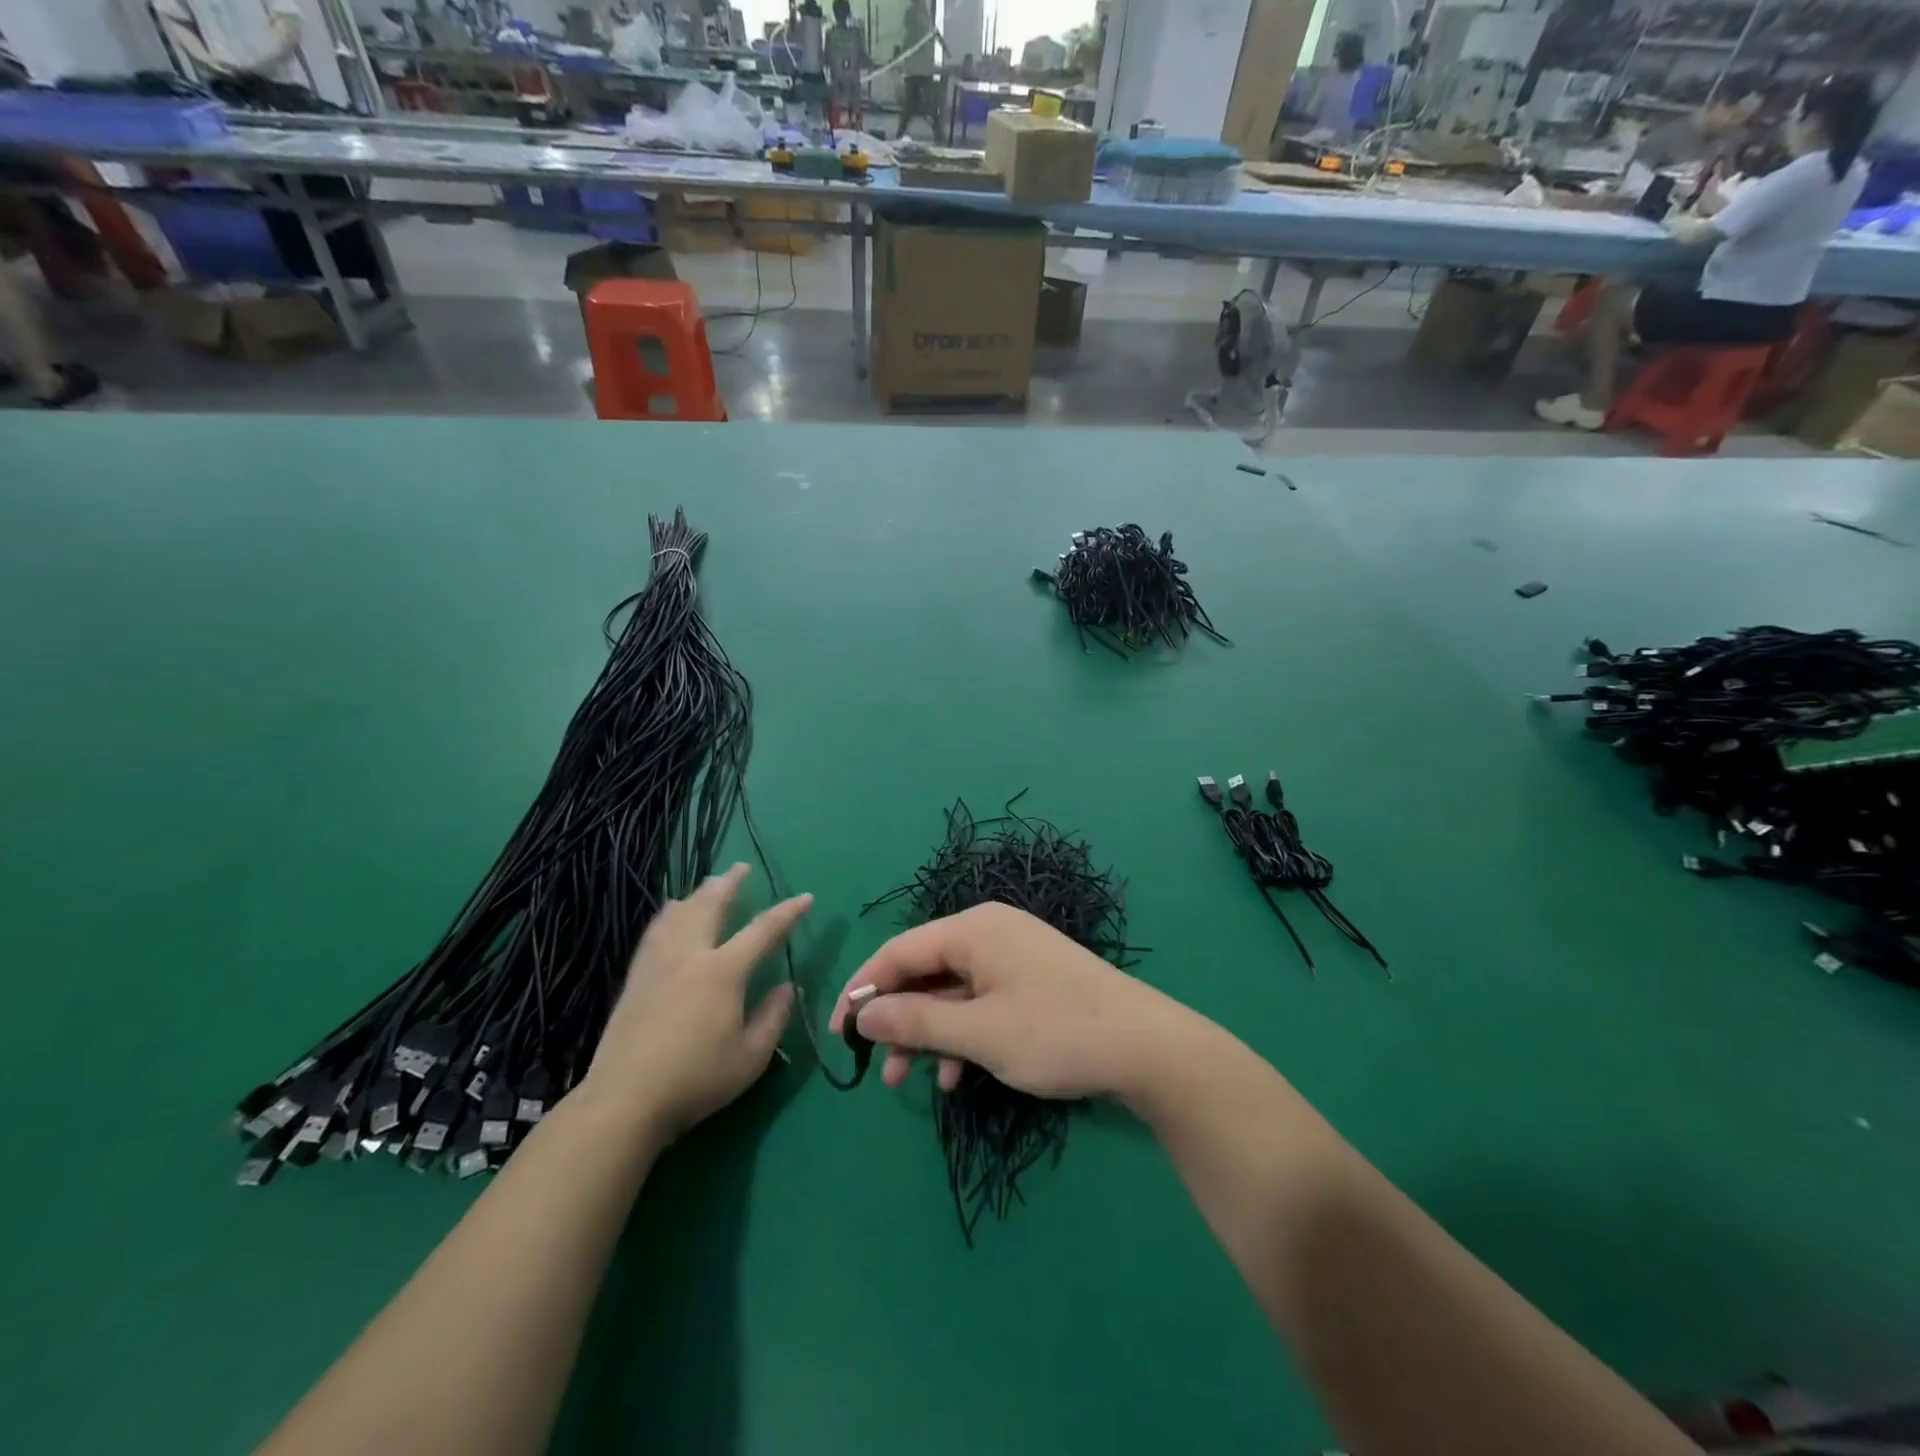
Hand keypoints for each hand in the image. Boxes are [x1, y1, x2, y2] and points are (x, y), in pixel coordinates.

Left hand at [583, 863, 806, 1138]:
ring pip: (679, 914)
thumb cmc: (696, 1079)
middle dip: (729, 884)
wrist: (625, 1100)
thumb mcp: (750, 1057)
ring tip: (707, 884)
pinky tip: (668, 914)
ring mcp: (658, 964)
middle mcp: (690, 956)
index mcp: (723, 971)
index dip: (787, 912)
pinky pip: (654, 932)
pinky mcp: (636, 978)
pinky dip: (668, 915)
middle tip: (741, 867)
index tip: (805, 897)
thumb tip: (788, 987)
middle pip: (711, 906)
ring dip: (698, 894)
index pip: (763, 930)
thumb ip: (773, 1018)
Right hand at [828, 902, 1197, 1103]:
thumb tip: (862, 1013)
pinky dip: (961, 1036)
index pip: (899, 950)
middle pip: (924, 970)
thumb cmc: (1056, 1032)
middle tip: (875, 1064)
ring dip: (926, 1034)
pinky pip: (979, 1002)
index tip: (838, 1032)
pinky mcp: (1030, 982)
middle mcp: (989, 933)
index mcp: (973, 929)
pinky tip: (956, 1077)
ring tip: (905, 1080)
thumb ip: (916, 1021)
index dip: (863, 989)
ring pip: (950, 992)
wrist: (1146, 1048)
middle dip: (896, 1018)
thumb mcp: (979, 1032)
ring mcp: (1013, 957)